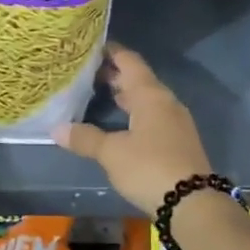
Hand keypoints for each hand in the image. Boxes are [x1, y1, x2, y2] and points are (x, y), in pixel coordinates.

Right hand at [54, 43, 211, 214]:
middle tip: (85, 72)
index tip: (90, 46)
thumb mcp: (112, 153)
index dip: (110, 51)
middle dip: (113, 74)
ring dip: (124, 96)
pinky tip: (118, 124)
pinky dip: (133, 114)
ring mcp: (175, 122)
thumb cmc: (150, 167)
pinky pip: (152, 117)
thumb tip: (57, 129)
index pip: (129, 61)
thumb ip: (85, 138)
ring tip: (97, 94)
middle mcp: (165, 102)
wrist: (193, 203)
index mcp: (151, 95)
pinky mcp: (177, 142)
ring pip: (146, 100)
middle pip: (138, 80)